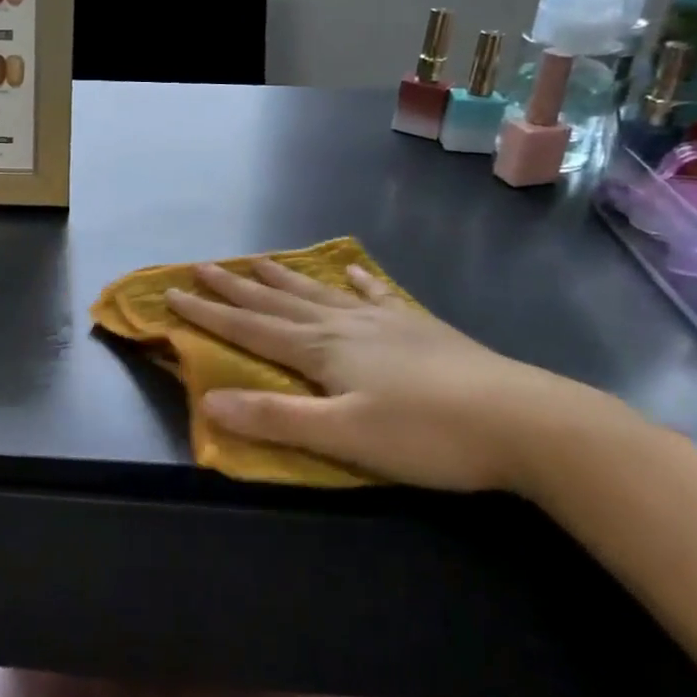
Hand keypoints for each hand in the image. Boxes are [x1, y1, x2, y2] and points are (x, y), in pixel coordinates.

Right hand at [164, 259, 616, 492]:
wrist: (524, 420)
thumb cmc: (427, 434)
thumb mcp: (345, 436)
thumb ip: (276, 418)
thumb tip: (209, 402)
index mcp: (321, 350)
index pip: (250, 326)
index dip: (209, 311)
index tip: (172, 292)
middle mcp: (344, 325)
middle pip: (278, 301)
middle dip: (236, 286)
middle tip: (203, 265)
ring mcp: (384, 321)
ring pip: (320, 293)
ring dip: (284, 278)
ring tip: (259, 260)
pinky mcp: (419, 327)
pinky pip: (376, 295)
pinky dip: (357, 282)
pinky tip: (351, 270)